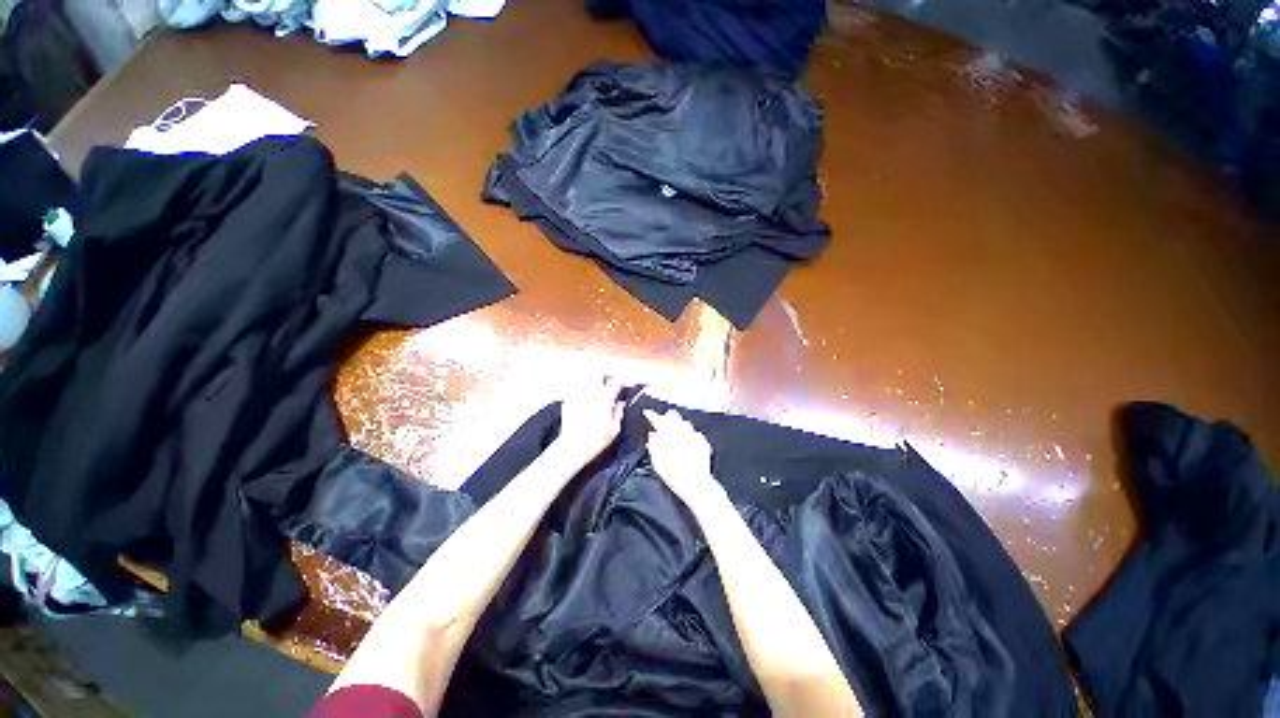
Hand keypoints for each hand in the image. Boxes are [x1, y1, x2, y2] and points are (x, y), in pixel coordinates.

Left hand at [555, 376, 625, 465]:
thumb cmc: (595, 441)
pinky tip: (584, 394)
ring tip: (596, 384)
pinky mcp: (569, 399)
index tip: (620, 381)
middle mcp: (591, 394)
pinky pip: (576, 386)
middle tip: (607, 378)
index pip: (615, 381)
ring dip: (592, 378)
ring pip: (586, 377)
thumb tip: (620, 403)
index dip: (619, 379)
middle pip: (598, 373)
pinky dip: (581, 386)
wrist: (572, 447)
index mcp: (604, 400)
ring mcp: (578, 395)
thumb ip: (618, 413)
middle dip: (604, 373)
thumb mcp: (614, 430)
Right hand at [643, 409, 724, 511]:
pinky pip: (695, 433)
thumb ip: (654, 446)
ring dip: (679, 422)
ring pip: (686, 424)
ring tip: (676, 424)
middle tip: (663, 416)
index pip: (658, 421)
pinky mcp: (703, 444)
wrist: (696, 484)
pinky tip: (689, 436)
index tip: (647, 412)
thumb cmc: (674, 475)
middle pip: (674, 418)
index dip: (652, 416)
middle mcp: (682, 433)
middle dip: (668, 416)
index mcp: (669, 436)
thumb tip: (652, 435)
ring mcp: (694, 437)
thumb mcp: (658, 462)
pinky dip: (690, 433)